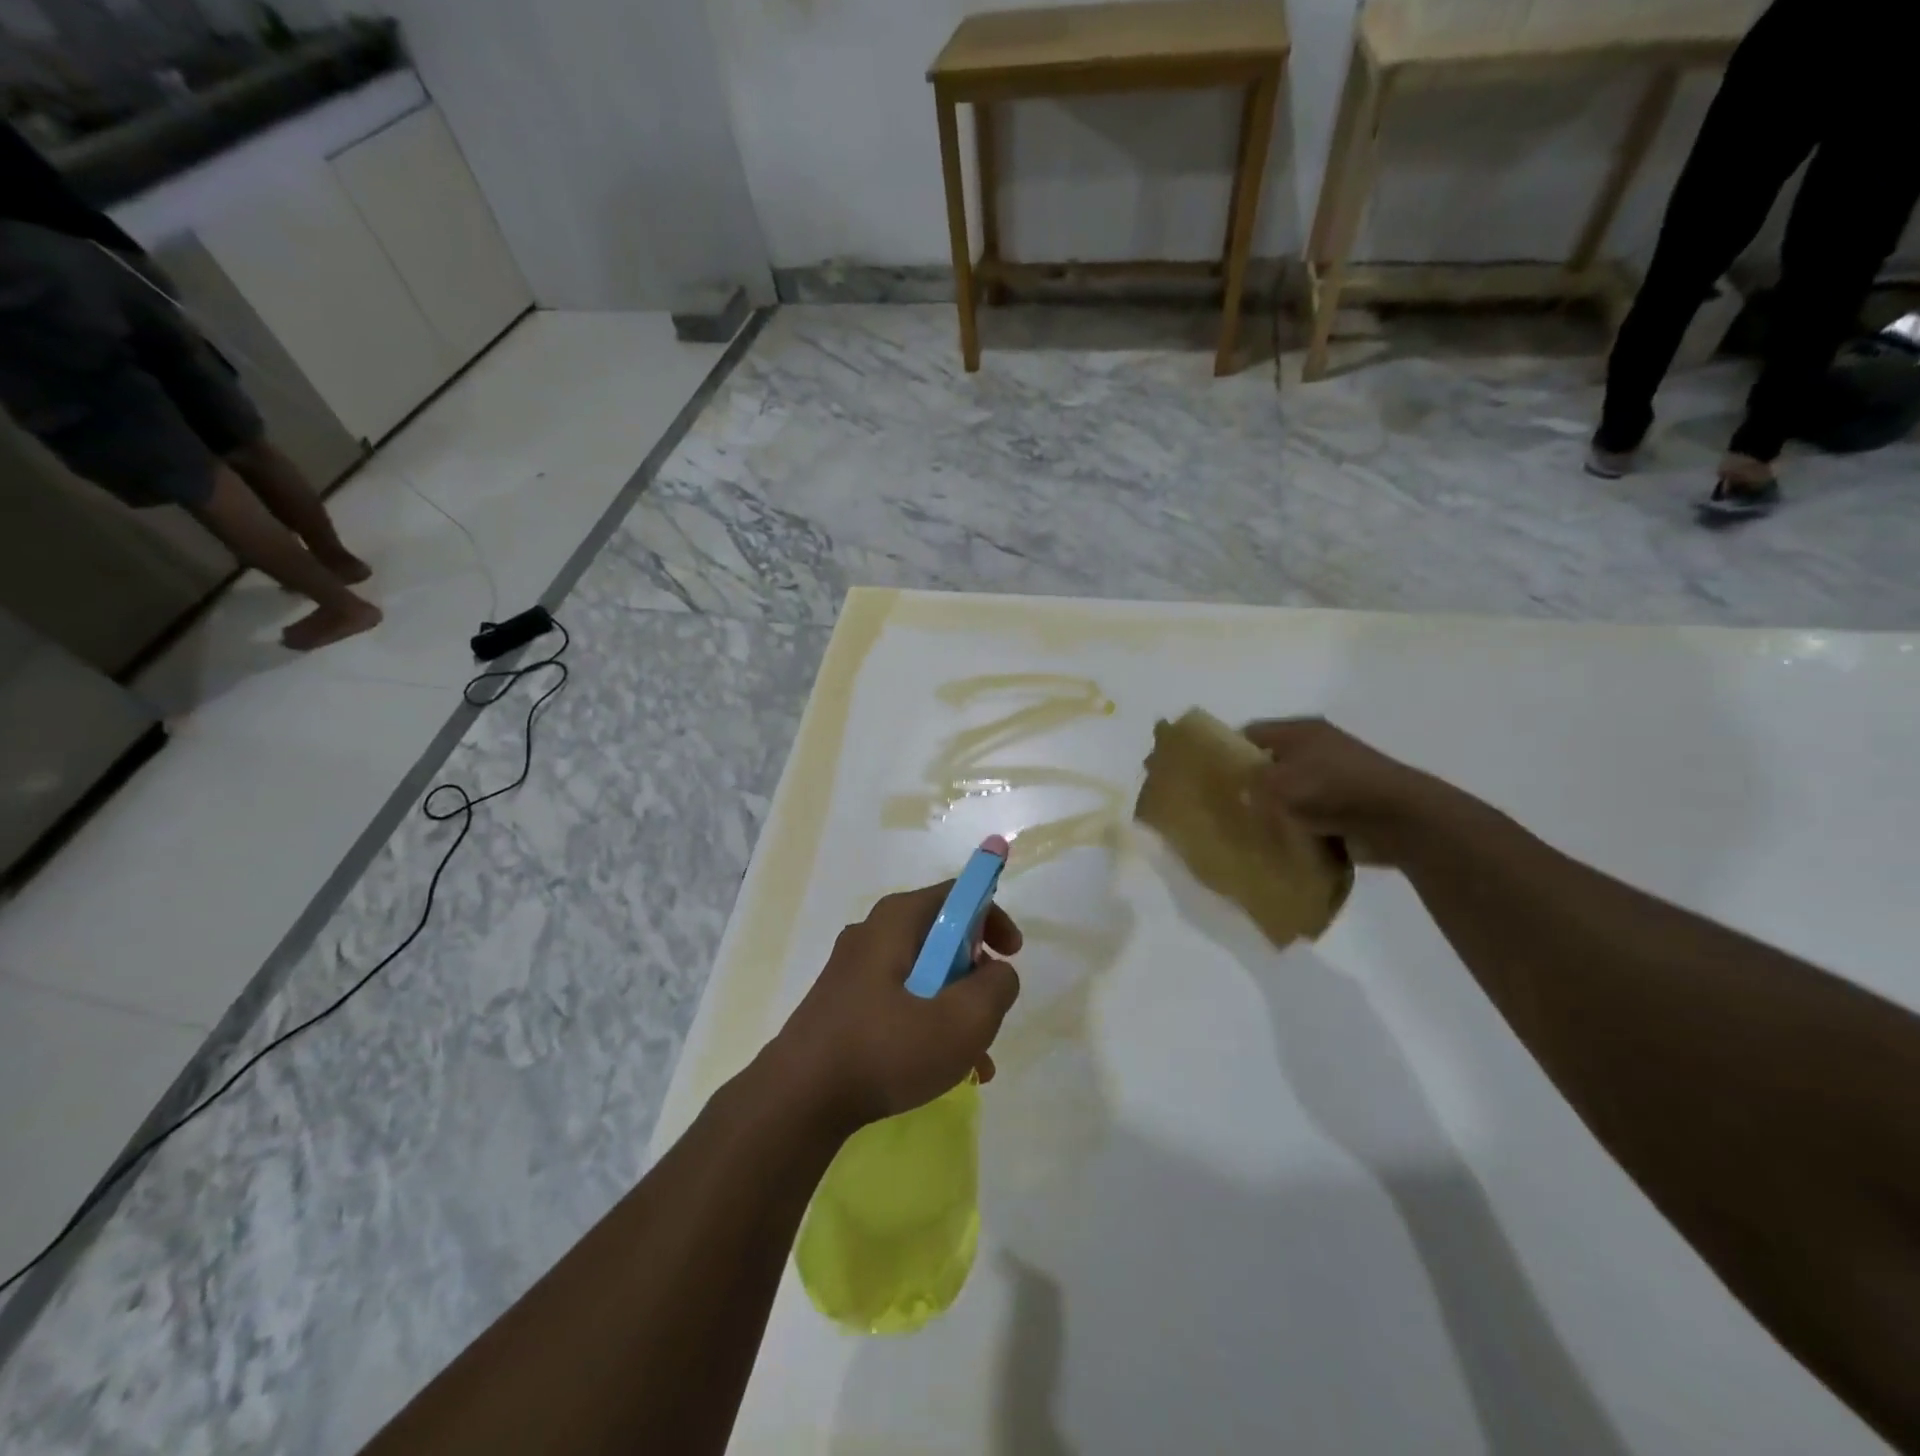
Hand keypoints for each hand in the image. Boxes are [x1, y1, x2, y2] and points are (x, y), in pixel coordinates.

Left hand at [768, 884, 1022, 1132]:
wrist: (798, 1100)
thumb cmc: (885, 1050)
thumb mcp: (962, 1021)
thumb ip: (996, 987)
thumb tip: (998, 972)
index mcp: (897, 920)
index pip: (959, 894)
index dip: (994, 918)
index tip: (1012, 955)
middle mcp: (873, 933)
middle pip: (943, 936)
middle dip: (976, 975)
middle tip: (989, 1013)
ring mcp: (854, 969)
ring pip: (925, 974)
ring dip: (955, 1008)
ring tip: (974, 1060)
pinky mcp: (844, 1002)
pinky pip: (901, 999)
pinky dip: (928, 1023)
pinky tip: (942, 1070)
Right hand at [1243, 717, 1457, 865]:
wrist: (1398, 819)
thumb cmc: (1331, 789)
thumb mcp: (1276, 783)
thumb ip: (1248, 783)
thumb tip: (1238, 791)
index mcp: (1298, 731)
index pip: (1249, 733)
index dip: (1227, 752)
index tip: (1208, 778)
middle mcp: (1316, 747)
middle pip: (1269, 763)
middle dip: (1250, 785)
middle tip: (1226, 807)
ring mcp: (1335, 776)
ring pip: (1290, 792)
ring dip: (1275, 810)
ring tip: (1249, 830)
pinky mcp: (1348, 805)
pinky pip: (1311, 815)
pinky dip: (1298, 828)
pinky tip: (1280, 844)